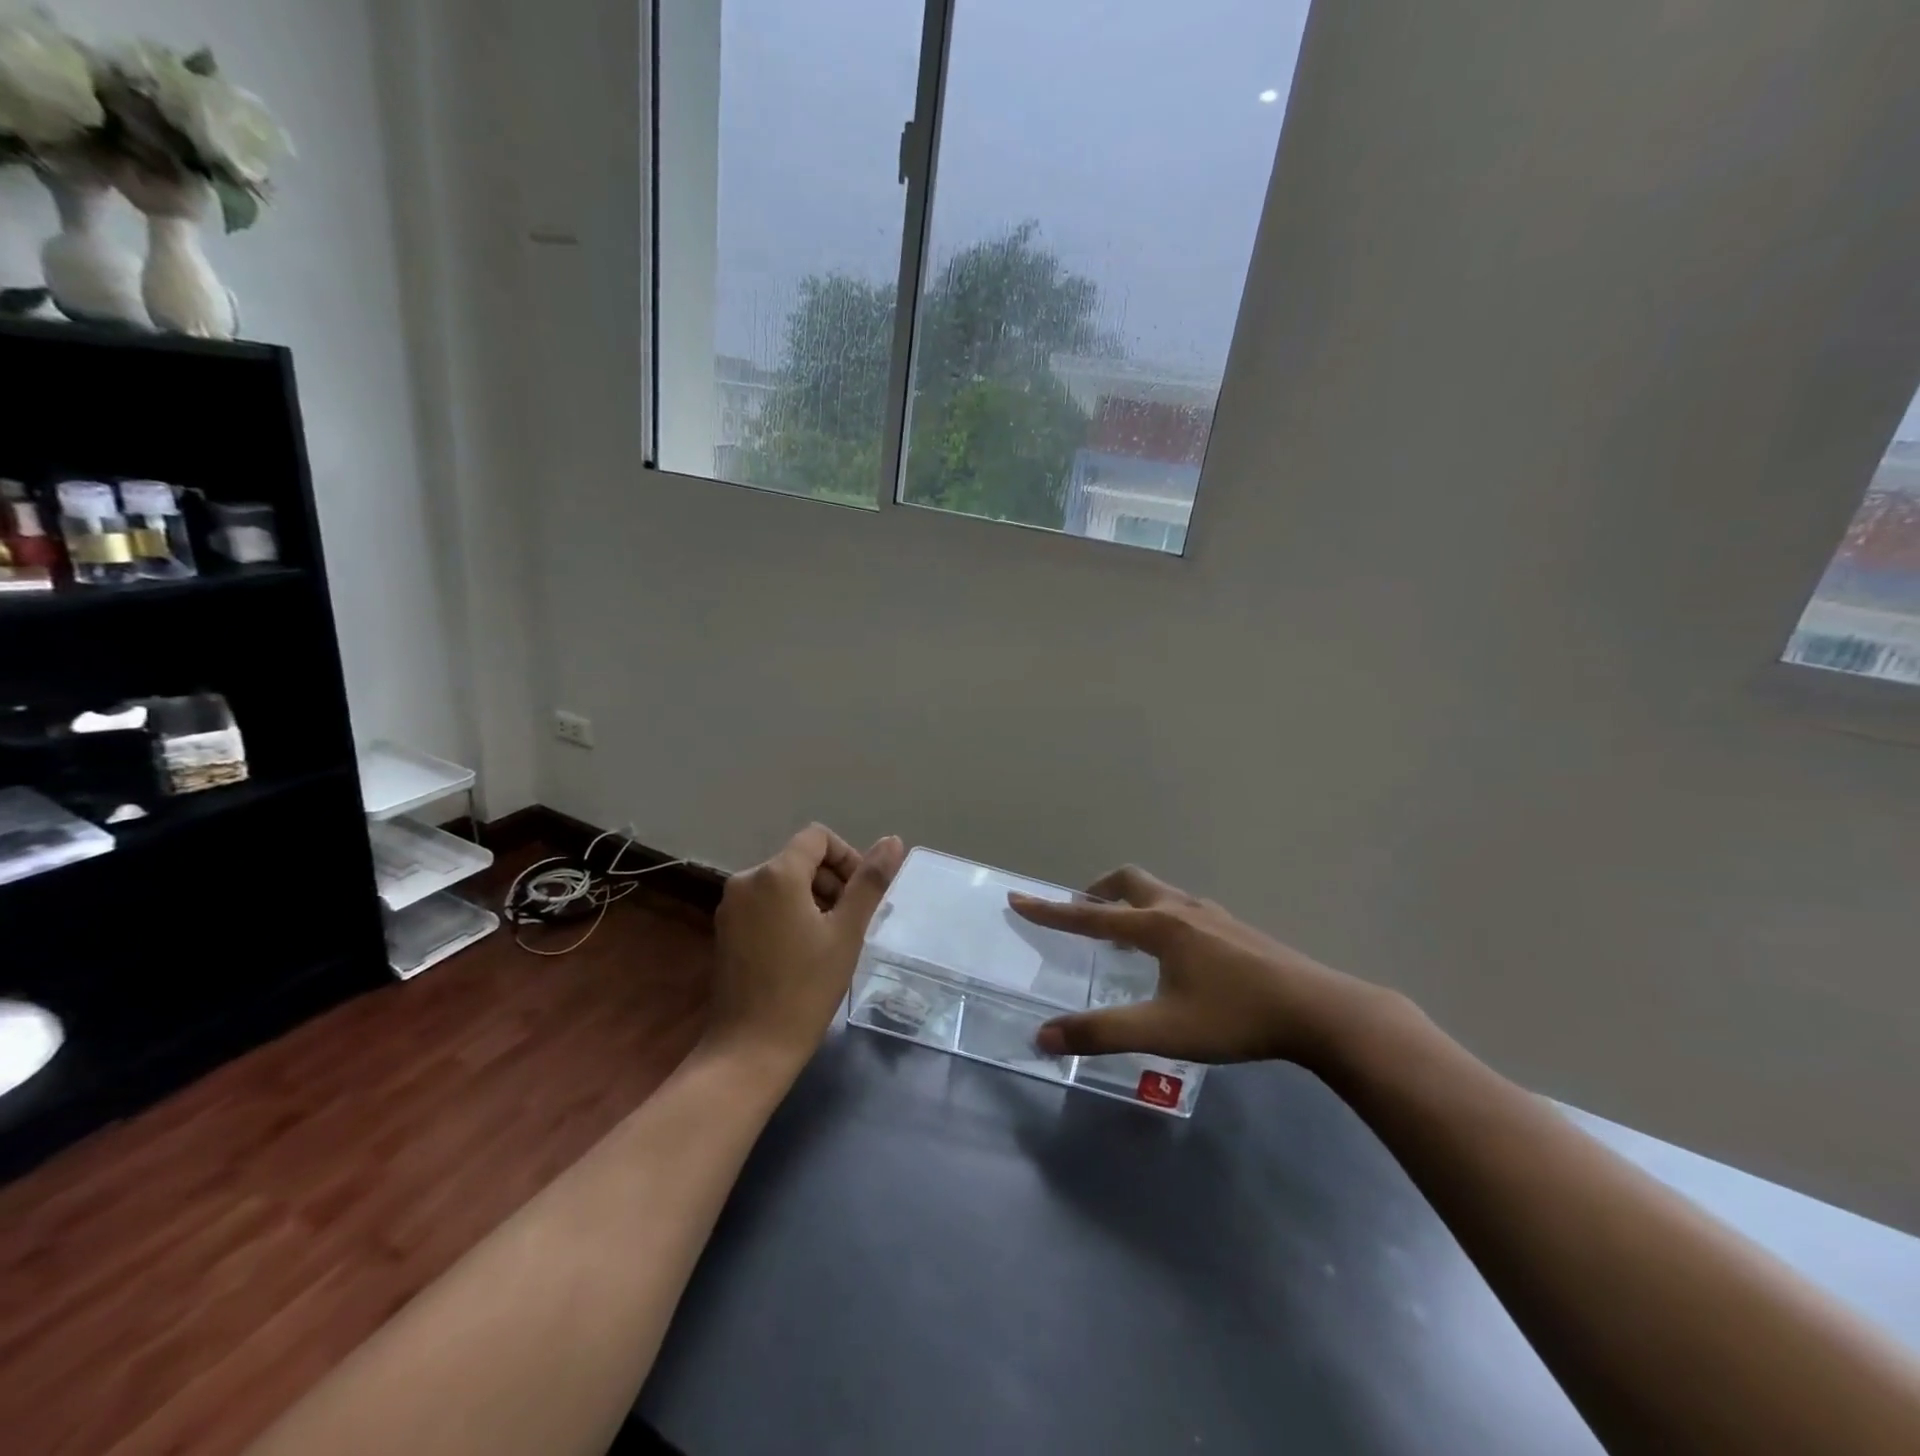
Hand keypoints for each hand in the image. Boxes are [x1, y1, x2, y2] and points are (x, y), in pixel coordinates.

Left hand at [708, 825, 905, 1073]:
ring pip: (783, 882)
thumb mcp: (848, 932)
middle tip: (851, 923)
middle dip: (832, 881)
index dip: (847, 857)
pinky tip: (804, 950)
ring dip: (813, 898)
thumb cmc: (806, 988)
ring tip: (831, 940)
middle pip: (800, 858)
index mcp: (775, 874)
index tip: (861, 895)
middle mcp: (746, 880)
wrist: (751, 1048)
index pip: (818, 837)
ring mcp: (731, 906)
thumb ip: (870, 881)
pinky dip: (790, 913)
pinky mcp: (726, 929)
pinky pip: (766, 903)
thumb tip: (893, 841)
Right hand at [1010, 866, 1382, 1068]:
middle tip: (1083, 910)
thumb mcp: (1162, 1030)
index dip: (1051, 911)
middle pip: (1130, 882)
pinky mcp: (1238, 930)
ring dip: (1133, 903)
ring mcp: (1214, 916)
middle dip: (1099, 892)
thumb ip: (1101, 1033)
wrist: (1318, 1011)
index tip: (1018, 898)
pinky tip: (1178, 952)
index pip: (1090, 916)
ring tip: (1124, 934)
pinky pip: (1185, 909)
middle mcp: (1181, 910)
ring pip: (1161, 893)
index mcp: (1158, 927)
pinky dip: (1162, 916)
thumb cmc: (1234, 1017)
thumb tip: (1042, 1036)